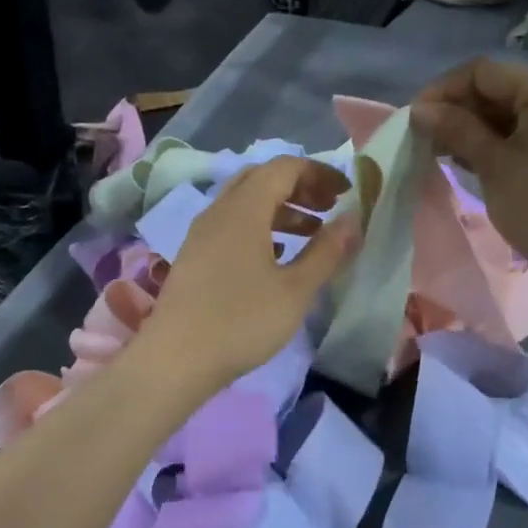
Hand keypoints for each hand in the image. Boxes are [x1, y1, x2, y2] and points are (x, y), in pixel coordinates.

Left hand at [139, 156, 358, 389]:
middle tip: (329, 208)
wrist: (174, 361)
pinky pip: (233, 225)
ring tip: (313, 234)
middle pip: (263, 179)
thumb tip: (354, 219)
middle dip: (300, 187)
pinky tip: (279, 256)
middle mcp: (220, 210)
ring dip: (282, 208)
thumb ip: (327, 251)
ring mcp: (203, 233)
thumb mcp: (296, 289)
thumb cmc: (241, 321)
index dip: (319, 173)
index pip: (284, 167)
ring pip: (247, 203)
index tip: (346, 192)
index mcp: (244, 209)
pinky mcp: (196, 256)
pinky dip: (262, 227)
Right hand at [412, 58, 527, 292]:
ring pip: (512, 113)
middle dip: (458, 110)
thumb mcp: (493, 164)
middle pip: (499, 89)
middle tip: (424, 138)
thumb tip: (420, 109)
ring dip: (475, 128)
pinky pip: (527, 133)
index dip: (443, 90)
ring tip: (442, 153)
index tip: (414, 118)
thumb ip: (456, 129)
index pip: (483, 72)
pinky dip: (498, 142)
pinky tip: (472, 162)